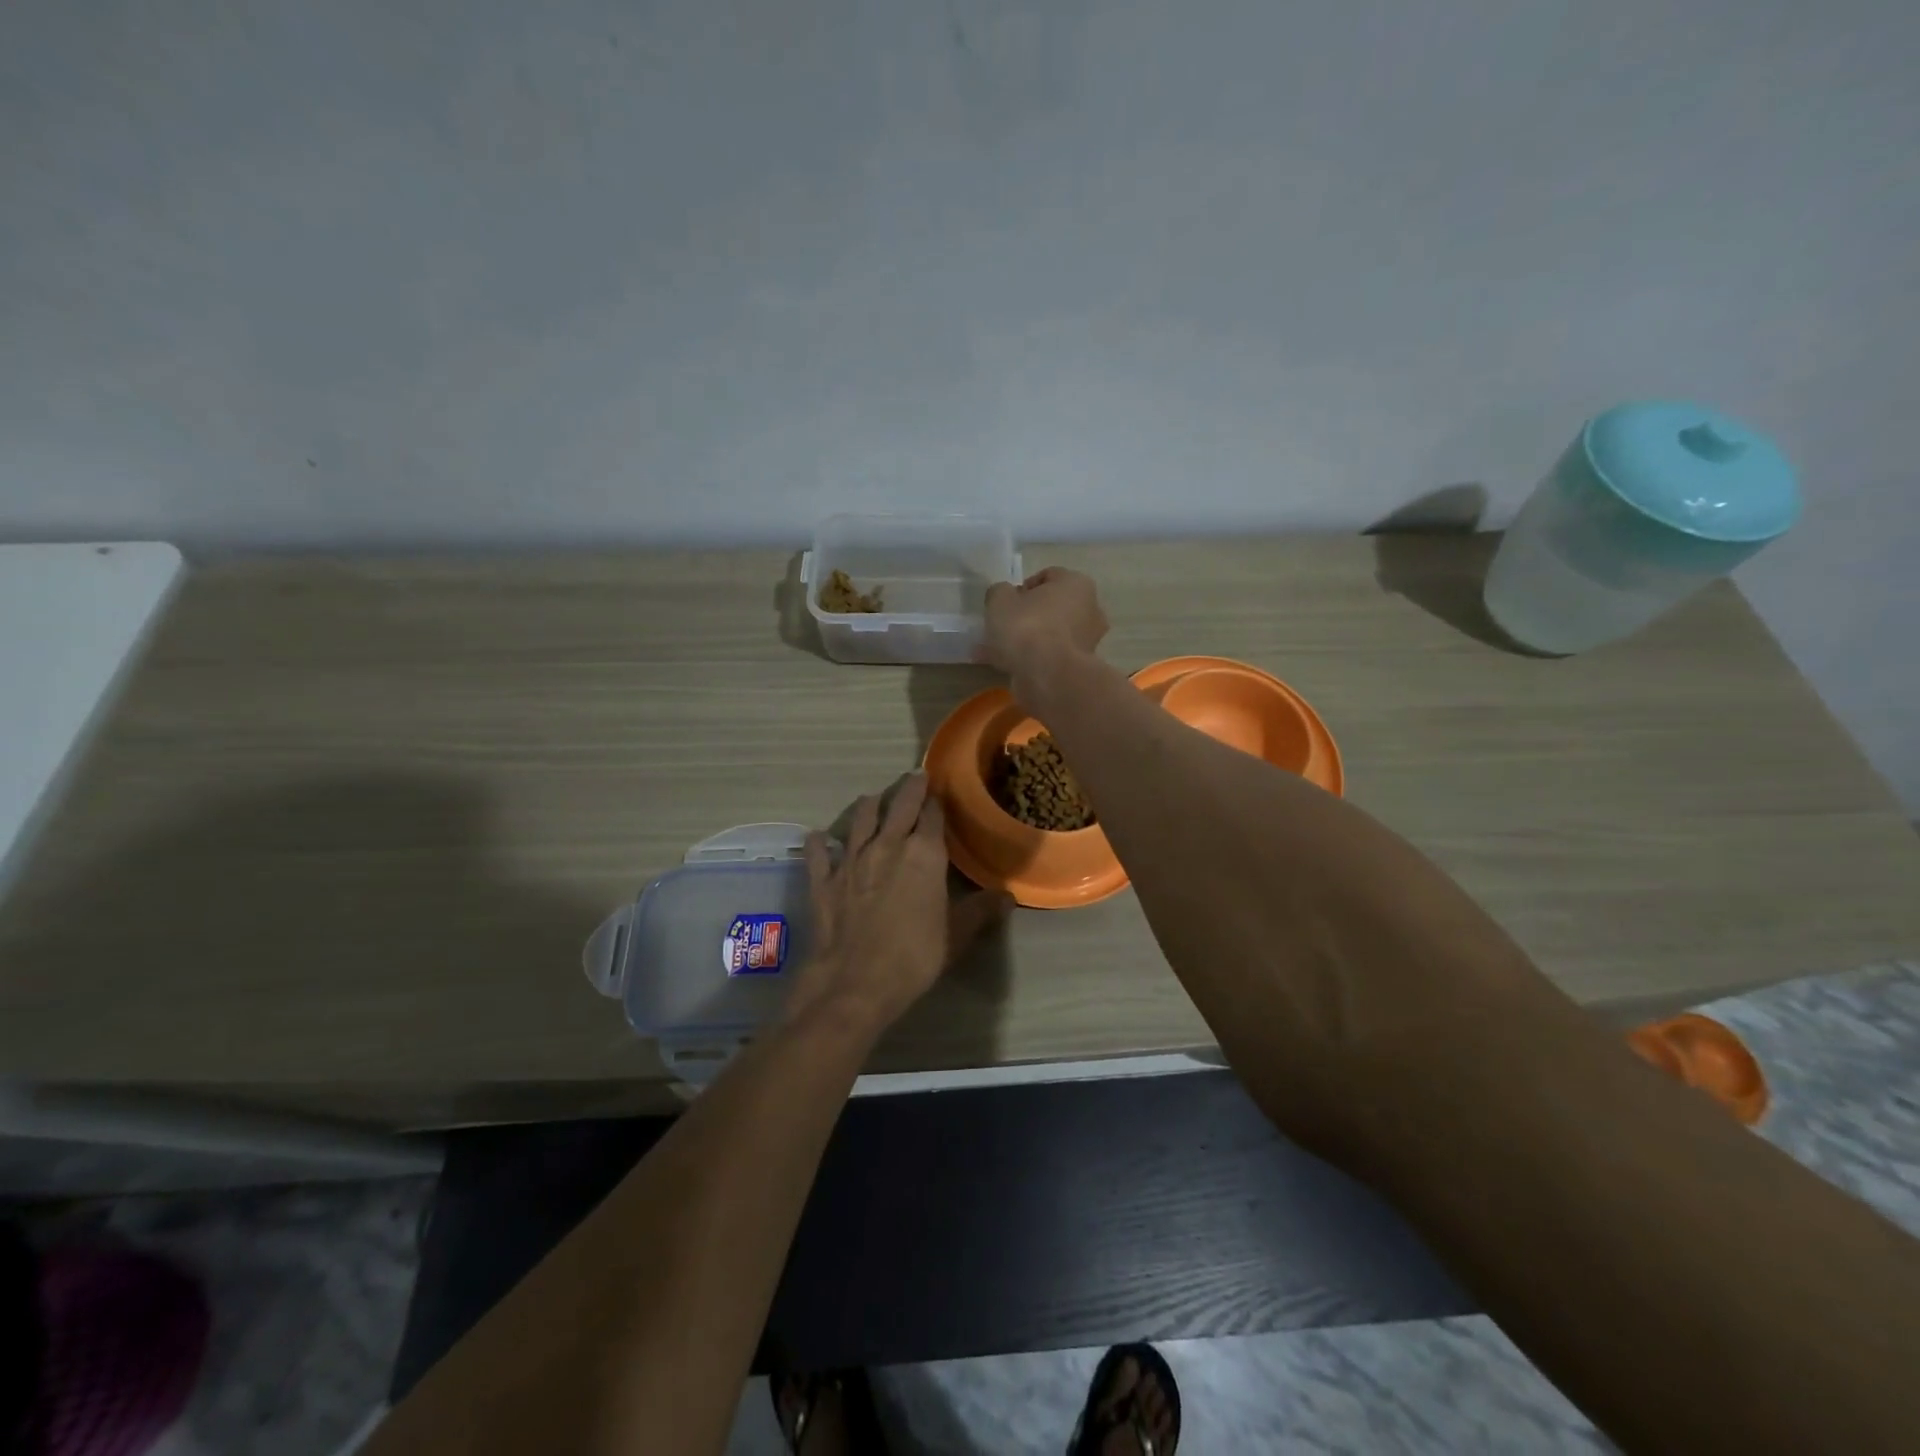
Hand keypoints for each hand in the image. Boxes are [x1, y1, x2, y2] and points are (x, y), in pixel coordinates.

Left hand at [787, 774, 1011, 1033]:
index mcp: (924, 853)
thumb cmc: (915, 956)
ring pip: (859, 820)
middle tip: (913, 777)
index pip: (932, 814)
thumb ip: (981, 910)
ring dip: (868, 807)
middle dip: (908, 789)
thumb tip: (1008, 896)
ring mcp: (851, 860)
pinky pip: (819, 853)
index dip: (936, 801)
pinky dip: (820, 843)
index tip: (939, 791)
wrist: (856, 982)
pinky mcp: (823, 880)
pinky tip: (819, 837)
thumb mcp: (958, 935)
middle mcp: (887, 845)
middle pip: (898, 806)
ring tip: (872, 799)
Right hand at [981, 568, 1108, 707]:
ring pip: (1051, 635)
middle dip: (1028, 616)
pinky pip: (1051, 657)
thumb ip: (1000, 592)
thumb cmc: (1027, 627)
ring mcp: (1089, 641)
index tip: (1005, 604)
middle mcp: (1091, 609)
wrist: (1047, 676)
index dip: (1022, 589)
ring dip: (1029, 641)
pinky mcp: (1080, 667)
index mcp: (1077, 583)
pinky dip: (1033, 660)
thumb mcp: (1000, 599)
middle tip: (1003, 628)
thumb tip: (1004, 596)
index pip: (1046, 577)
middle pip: (1052, 608)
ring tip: (1000, 652)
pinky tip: (1009, 667)